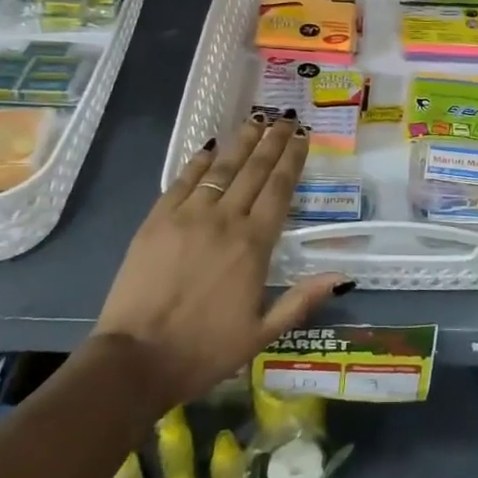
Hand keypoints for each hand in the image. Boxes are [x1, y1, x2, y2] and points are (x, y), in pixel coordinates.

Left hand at [94, 113, 351, 407]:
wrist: (135, 359)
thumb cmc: (204, 350)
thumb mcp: (261, 334)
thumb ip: (301, 300)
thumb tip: (342, 276)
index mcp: (254, 245)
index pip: (279, 190)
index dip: (293, 160)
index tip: (302, 137)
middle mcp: (225, 219)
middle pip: (254, 170)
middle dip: (272, 141)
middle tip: (285, 118)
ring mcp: (188, 215)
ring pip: (221, 168)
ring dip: (241, 142)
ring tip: (256, 119)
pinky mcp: (157, 220)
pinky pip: (183, 180)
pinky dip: (199, 161)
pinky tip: (211, 147)